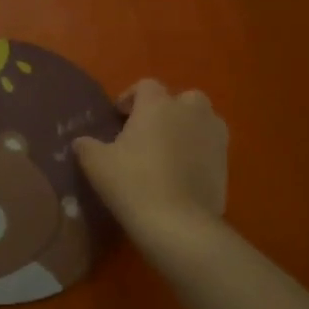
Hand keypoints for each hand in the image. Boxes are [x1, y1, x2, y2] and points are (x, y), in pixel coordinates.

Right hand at [73, 80, 227, 242]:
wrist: (177, 222)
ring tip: (169, 151)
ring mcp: (214, 136)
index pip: (146, 86)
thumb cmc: (133, 183)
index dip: (130, 98)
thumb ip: (86, 146)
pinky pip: (211, 147)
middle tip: (148, 133)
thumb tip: (81, 142)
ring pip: (203, 120)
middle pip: (182, 98)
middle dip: (167, 110)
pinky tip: (183, 173)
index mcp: (157, 105)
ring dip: (187, 128)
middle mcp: (190, 111)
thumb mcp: (96, 163)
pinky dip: (199, 152)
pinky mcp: (227, 162)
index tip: (118, 117)